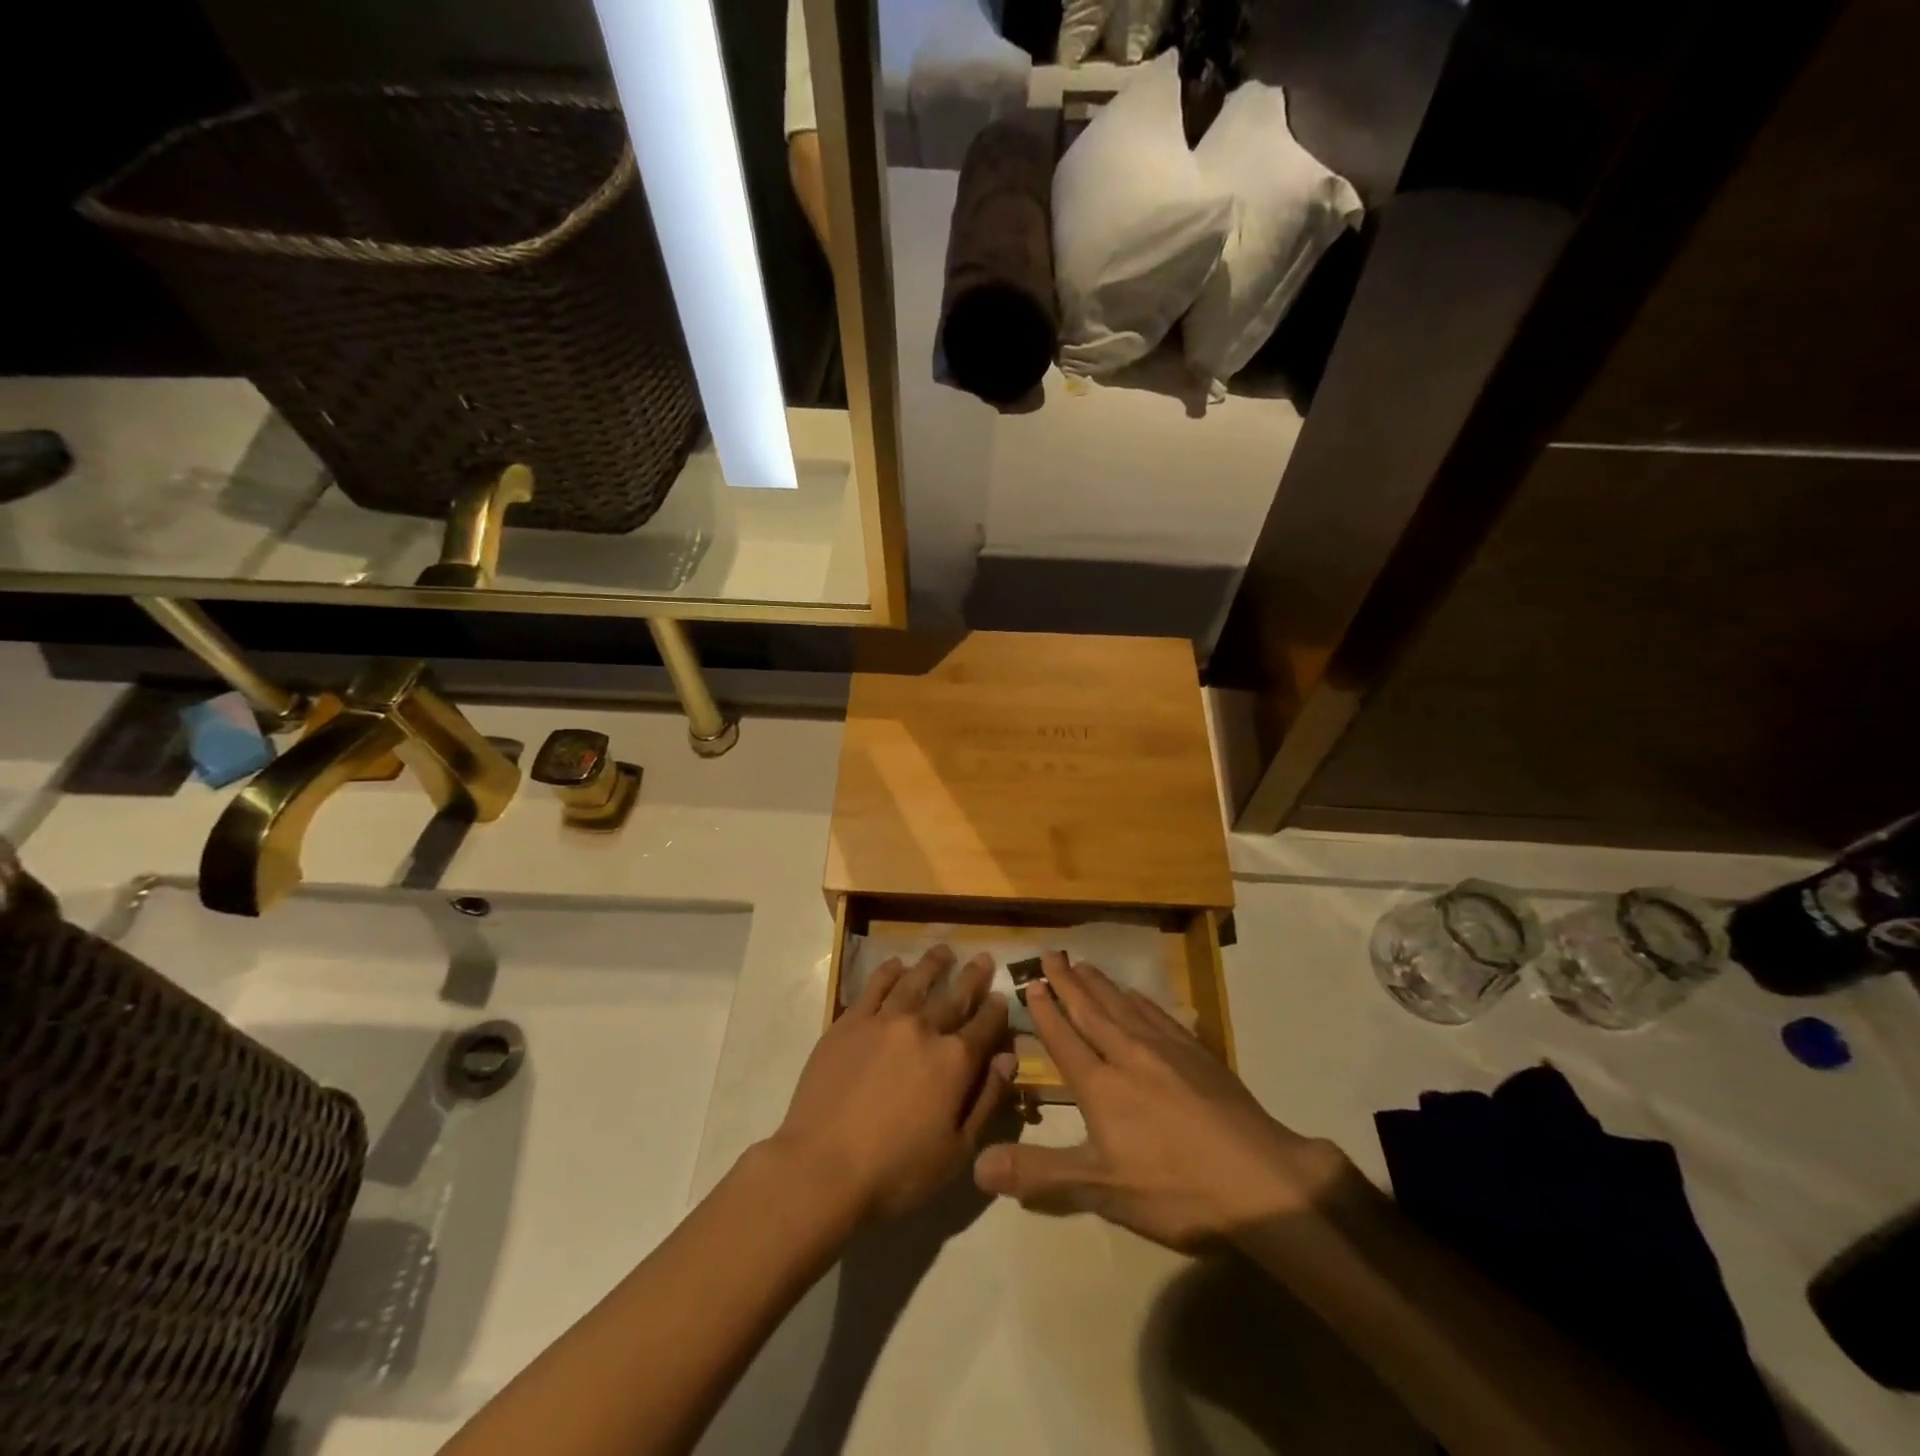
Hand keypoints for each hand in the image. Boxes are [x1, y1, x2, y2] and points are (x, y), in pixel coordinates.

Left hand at [772, 945, 1013, 1222]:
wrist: (823, 1167)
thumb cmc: (896, 1171)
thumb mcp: (957, 1151)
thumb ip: (987, 1100)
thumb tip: (1008, 1059)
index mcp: (954, 1061)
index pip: (984, 1026)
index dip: (996, 1011)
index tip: (1001, 996)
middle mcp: (923, 1029)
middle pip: (954, 996)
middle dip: (972, 977)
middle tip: (982, 958)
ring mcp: (884, 1021)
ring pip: (915, 981)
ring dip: (933, 964)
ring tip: (943, 951)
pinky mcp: (850, 1022)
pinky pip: (874, 986)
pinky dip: (889, 972)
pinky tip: (896, 965)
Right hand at [972, 954, 1350, 1250]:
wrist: (1260, 1181)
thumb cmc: (1175, 1189)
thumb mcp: (1102, 1189)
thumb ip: (1040, 1174)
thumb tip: (978, 1164)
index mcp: (1101, 1086)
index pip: (1064, 1039)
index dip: (1045, 1011)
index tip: (1031, 983)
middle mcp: (1128, 1055)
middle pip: (1091, 1011)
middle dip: (1068, 982)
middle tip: (1050, 954)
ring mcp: (1167, 1050)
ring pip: (1123, 1006)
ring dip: (1100, 984)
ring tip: (1083, 964)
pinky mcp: (1199, 1054)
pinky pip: (1159, 1015)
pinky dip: (1141, 1000)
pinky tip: (1137, 995)